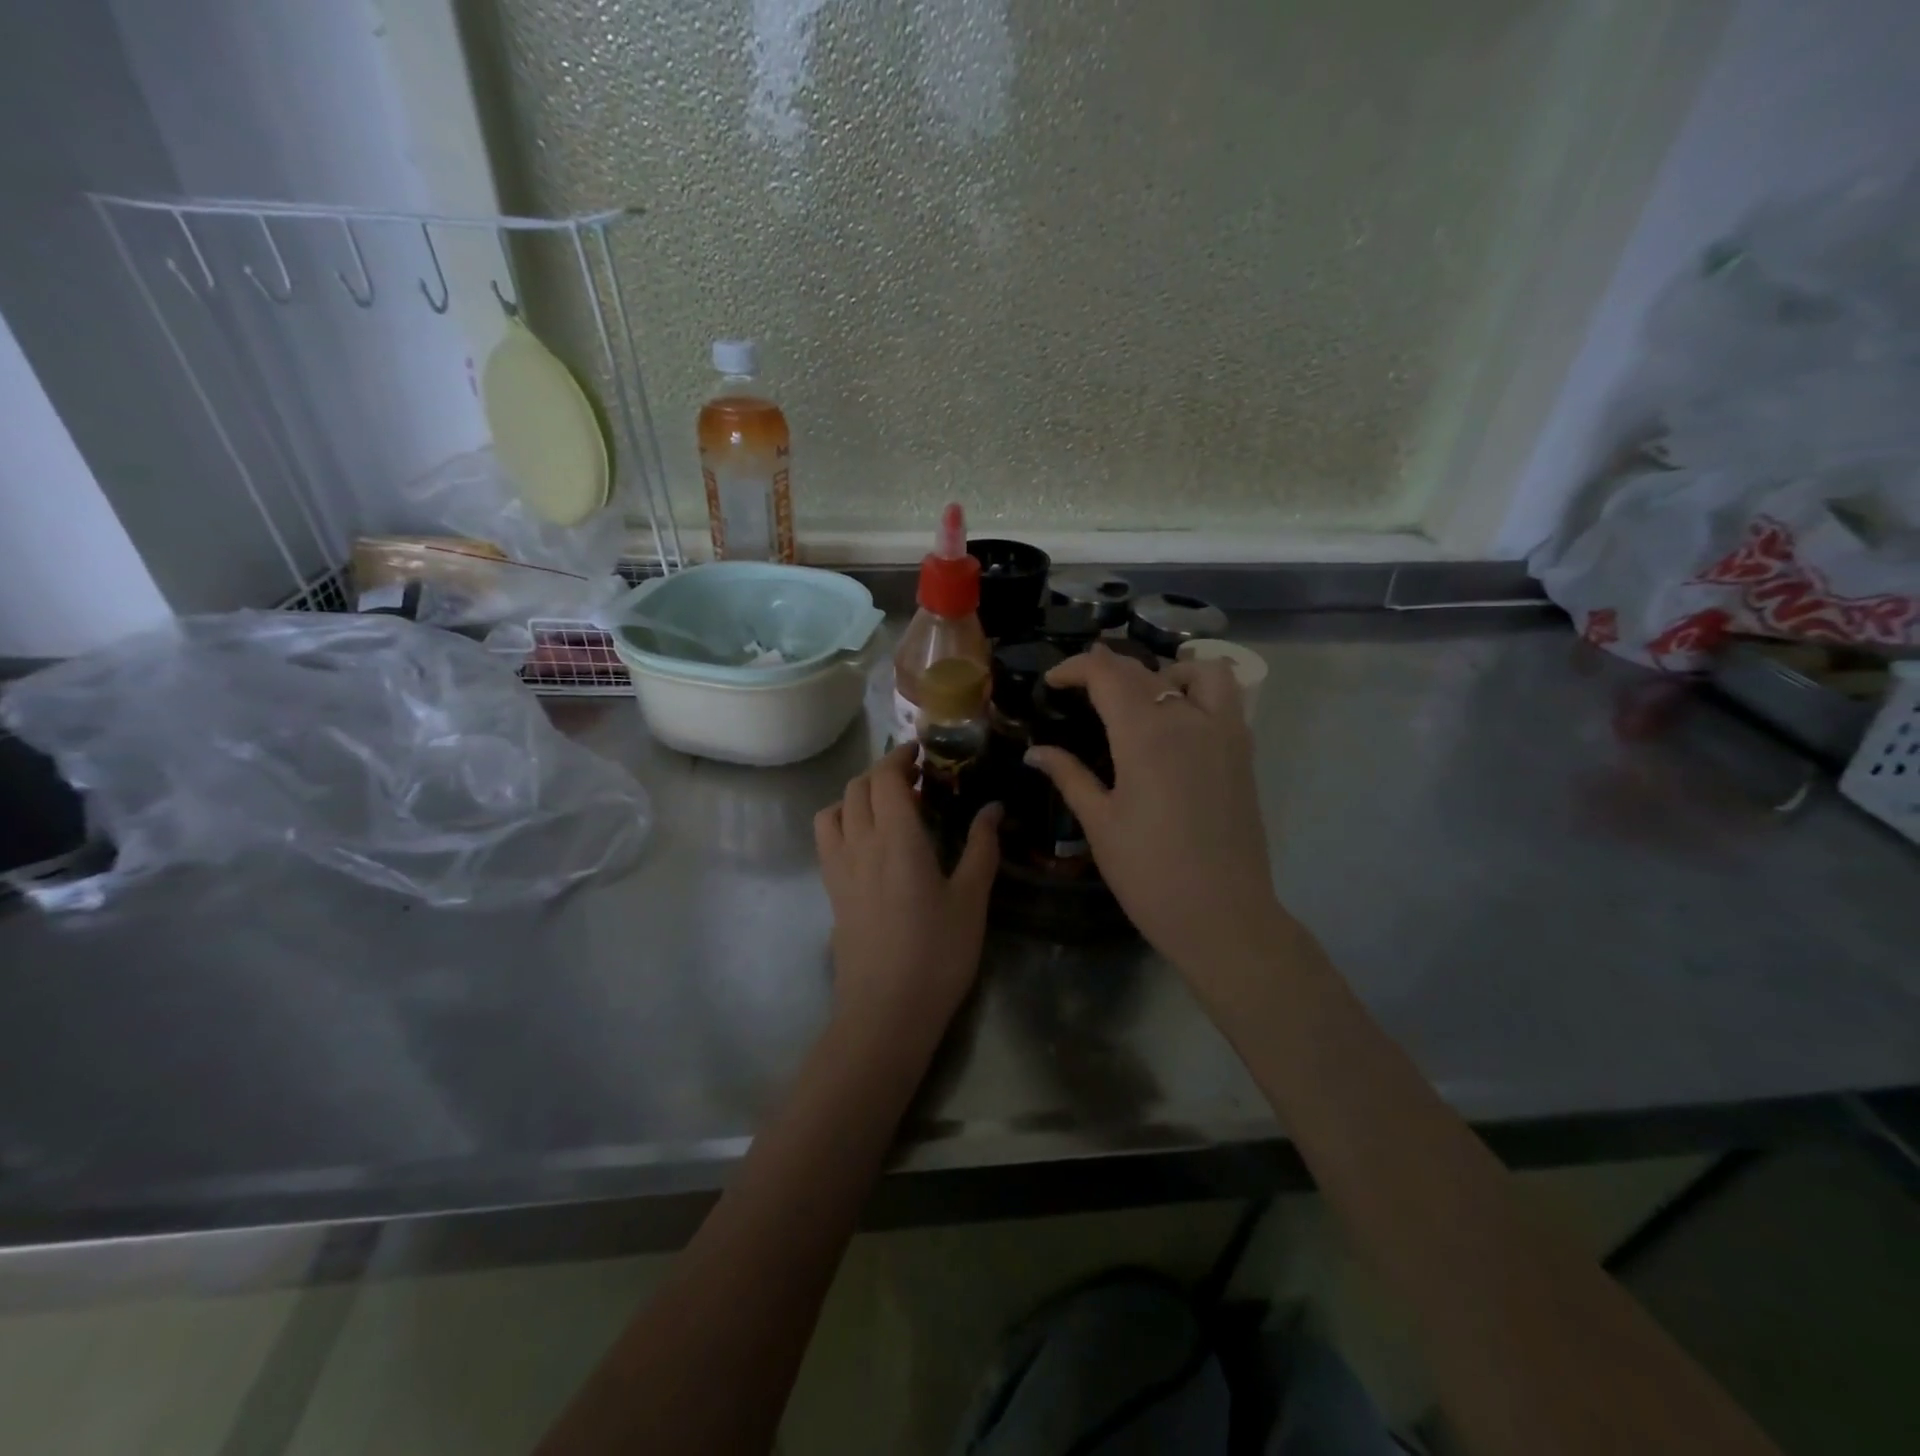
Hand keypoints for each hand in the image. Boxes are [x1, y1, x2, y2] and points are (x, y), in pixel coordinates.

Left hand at [814, 744, 1001, 1056]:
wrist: (886, 1011)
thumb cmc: (938, 953)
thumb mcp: (972, 899)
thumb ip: (982, 847)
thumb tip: (992, 808)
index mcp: (897, 837)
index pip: (885, 777)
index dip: (900, 756)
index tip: (921, 751)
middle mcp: (860, 843)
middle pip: (857, 787)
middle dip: (882, 771)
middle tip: (914, 777)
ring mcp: (839, 868)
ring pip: (834, 810)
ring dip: (857, 795)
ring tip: (886, 806)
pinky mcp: (831, 892)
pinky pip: (826, 839)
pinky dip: (842, 821)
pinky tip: (868, 841)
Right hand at [1025, 645, 1286, 974]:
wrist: (1221, 915)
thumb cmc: (1149, 872)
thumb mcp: (1099, 823)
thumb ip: (1069, 776)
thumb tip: (1035, 752)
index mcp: (1145, 735)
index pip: (1107, 674)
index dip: (1075, 668)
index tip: (1053, 682)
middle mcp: (1188, 719)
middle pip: (1145, 670)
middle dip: (1108, 668)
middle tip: (1081, 687)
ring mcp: (1224, 733)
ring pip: (1200, 671)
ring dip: (1166, 671)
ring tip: (1143, 700)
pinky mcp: (1244, 753)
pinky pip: (1226, 699)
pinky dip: (1200, 692)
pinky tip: (1177, 725)